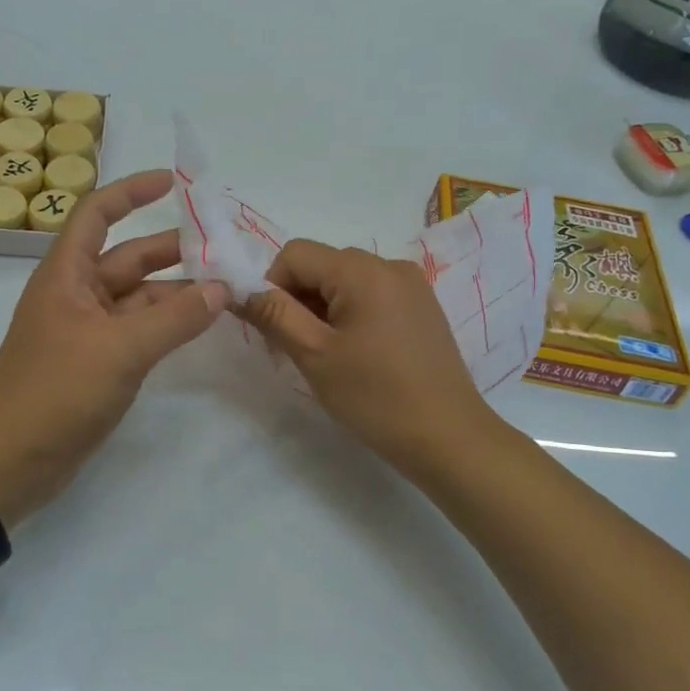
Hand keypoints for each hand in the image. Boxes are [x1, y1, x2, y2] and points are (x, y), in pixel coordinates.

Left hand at [0, 170, 228, 525]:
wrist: (14, 460)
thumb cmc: (58, 391)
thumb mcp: (121, 349)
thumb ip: (175, 318)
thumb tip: (221, 290)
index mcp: (67, 275)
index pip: (98, 214)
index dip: (132, 192)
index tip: (174, 182)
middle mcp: (76, 294)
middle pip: (128, 257)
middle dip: (172, 249)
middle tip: (223, 246)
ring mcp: (87, 330)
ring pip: (139, 297)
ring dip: (177, 291)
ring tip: (225, 288)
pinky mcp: (97, 362)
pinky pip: (138, 330)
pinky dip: (168, 324)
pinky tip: (200, 324)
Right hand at [241, 240, 495, 480]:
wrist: (449, 437)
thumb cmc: (376, 396)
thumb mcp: (314, 355)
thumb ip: (274, 314)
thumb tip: (240, 289)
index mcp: (362, 270)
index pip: (295, 253)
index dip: (272, 286)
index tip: (273, 331)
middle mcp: (389, 265)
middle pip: (322, 265)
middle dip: (297, 299)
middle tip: (296, 349)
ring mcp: (411, 285)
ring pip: (345, 281)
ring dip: (323, 309)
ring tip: (329, 356)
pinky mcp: (422, 306)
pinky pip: (371, 294)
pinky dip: (351, 314)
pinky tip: (358, 354)